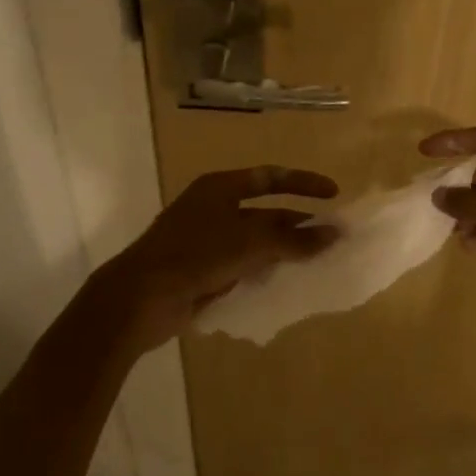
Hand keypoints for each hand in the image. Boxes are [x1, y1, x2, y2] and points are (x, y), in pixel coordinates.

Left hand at [88, 165, 339, 351]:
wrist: (140, 298)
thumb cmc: (196, 255)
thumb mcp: (251, 243)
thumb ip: (295, 239)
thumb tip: (335, 233)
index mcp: (220, 187)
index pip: (270, 177)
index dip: (303, 183)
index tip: (333, 194)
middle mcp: (213, 208)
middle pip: (264, 210)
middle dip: (297, 222)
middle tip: (331, 236)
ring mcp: (206, 240)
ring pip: (255, 240)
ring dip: (283, 249)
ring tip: (317, 261)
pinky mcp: (202, 270)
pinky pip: (242, 265)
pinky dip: (264, 270)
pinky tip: (286, 282)